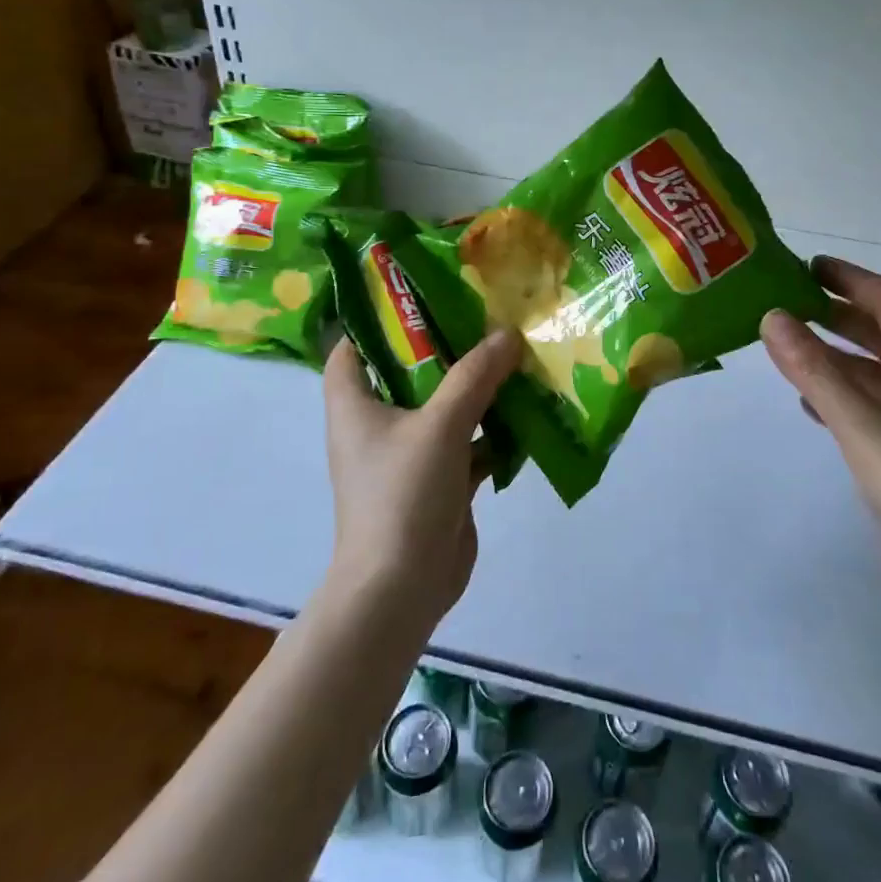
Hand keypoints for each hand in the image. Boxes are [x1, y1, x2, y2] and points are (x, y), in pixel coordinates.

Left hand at [321, 331, 521, 625]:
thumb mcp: (440, 425)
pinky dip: (492, 428)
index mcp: (355, 404)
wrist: (402, 589)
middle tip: (485, 314)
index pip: (353, 347)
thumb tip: (507, 334)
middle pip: (409, 371)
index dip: (378, 318)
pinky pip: (467, 441)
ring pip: (444, 406)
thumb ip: (474, 376)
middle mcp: (378, 423)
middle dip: (446, 347)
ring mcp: (409, 453)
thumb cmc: (403, 494)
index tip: (422, 293)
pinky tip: (527, 409)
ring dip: (476, 387)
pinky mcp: (439, 480)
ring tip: (513, 351)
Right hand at [761, 257, 880, 603]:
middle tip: (791, 301)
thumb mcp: (858, 422)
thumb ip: (813, 369)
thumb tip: (771, 317)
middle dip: (841, 312)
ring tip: (791, 343)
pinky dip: (845, 388)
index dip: (851, 278)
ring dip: (839, 351)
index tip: (807, 266)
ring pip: (880, 365)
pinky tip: (810, 400)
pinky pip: (878, 397)